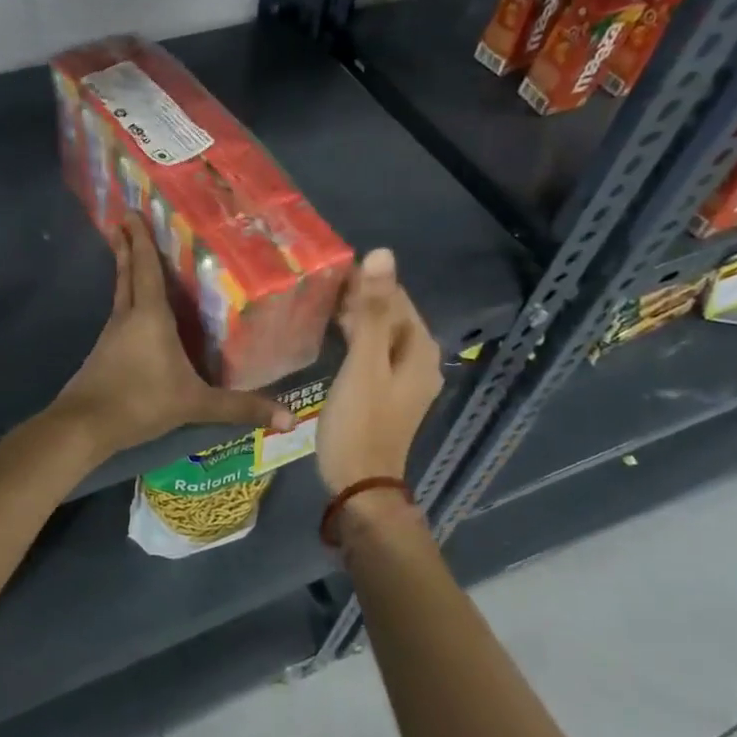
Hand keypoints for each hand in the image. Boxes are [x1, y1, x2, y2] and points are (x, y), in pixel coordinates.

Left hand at [53, 218, 292, 459]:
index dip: (142, 240)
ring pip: (120, 293)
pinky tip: (133, 312)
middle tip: (123, 220)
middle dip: (128, 247)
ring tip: (129, 253)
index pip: (148, 269)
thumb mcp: (194, 405)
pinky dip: (125, 301)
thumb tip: (288, 419)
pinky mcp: (102, 353)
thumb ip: (239, 407)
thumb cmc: (141, 402)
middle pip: (128, 274)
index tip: (132, 213)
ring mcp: (111, 335)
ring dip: (125, 271)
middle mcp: (128, 317)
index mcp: (150, 317)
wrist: (84, 426)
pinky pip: (118, 316)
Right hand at [316, 248, 443, 493]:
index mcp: (420, 348)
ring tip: (317, 303)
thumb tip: (382, 253)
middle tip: (316, 285)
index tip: (327, 269)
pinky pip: (373, 352)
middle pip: (390, 314)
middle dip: (358, 297)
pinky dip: (355, 339)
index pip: (395, 296)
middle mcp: (420, 359)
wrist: (360, 483)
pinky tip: (330, 335)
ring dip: (354, 317)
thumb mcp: (363, 363)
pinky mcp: (387, 392)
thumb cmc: (360, 422)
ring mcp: (405, 378)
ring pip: (380, 333)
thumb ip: (371, 311)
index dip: (365, 279)